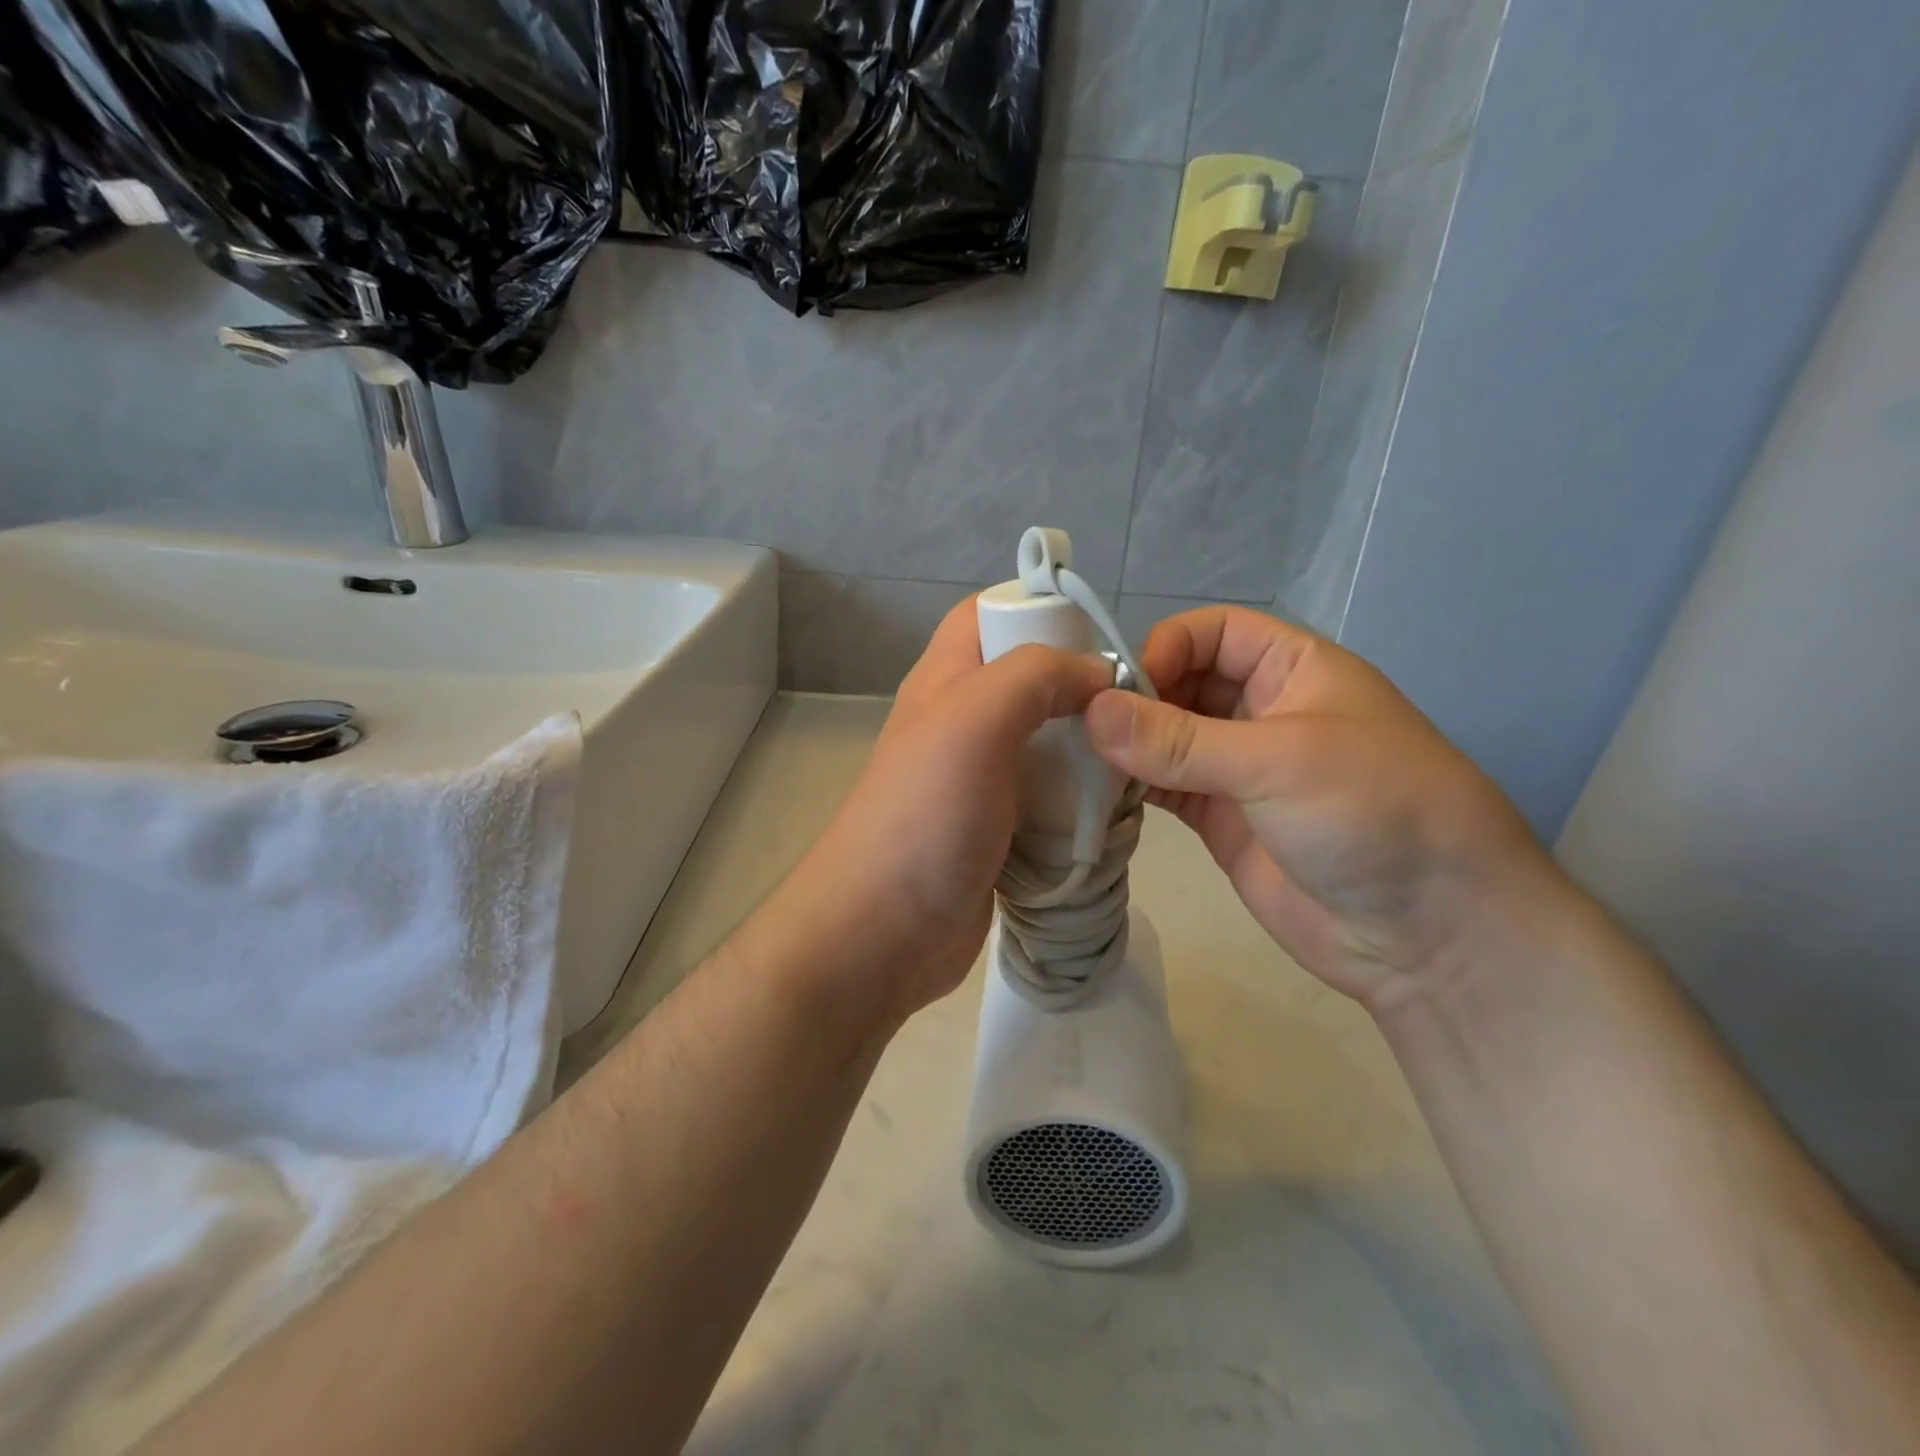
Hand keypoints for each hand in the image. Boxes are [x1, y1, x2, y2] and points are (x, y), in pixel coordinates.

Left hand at [773, 600, 1112, 1026]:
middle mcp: (961, 722)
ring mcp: (980, 779)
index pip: (990, 613)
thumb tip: (1096, 675)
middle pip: (1029, 679)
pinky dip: (1081, 798)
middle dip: (1080, 685)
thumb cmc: (925, 816)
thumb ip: (1034, 676)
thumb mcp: (974, 720)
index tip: (1100, 635)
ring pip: (1046, 740)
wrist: (883, 934)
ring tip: (1136, 759)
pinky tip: (1113, 810)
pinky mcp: (1000, 829)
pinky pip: (1050, 796)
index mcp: (946, 681)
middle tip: (1133, 706)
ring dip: (1088, 747)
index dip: (1040, 608)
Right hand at [1082, 606, 1560, 1008]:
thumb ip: (1179, 740)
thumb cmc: (1371, 813)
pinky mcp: (1221, 820)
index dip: (1167, 647)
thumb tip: (1090, 712)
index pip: (1215, 632)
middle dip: (1137, 698)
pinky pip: (1166, 788)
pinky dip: (1133, 787)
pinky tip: (1099, 792)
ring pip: (1167, 738)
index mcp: (1295, 670)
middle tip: (1084, 727)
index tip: (1123, 688)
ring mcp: (1240, 770)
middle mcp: (1263, 711)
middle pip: (1183, 683)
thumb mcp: (1278, 760)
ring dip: (1128, 745)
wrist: (1430, 934)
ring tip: (1080, 759)